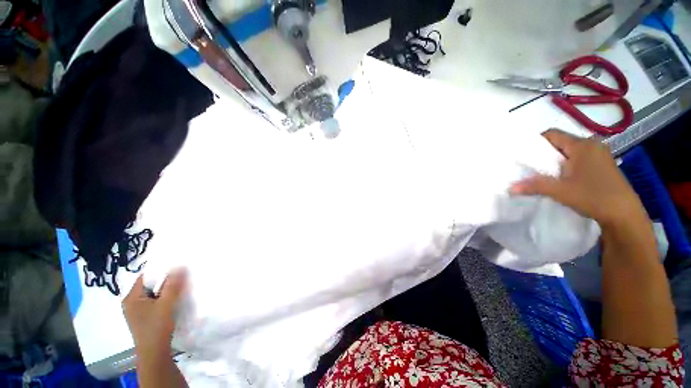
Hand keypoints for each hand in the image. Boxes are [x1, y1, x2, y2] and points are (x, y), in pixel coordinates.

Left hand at [122, 271, 186, 356]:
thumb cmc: (156, 327)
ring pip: (153, 294)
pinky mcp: (145, 317)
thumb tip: (180, 265)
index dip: (161, 270)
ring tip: (181, 285)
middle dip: (165, 280)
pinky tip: (175, 299)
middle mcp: (131, 302)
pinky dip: (164, 298)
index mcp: (131, 297)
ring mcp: (137, 310)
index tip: (177, 267)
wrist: (154, 353)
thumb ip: (172, 285)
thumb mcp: (166, 304)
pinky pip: (155, 301)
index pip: (145, 277)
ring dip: (166, 290)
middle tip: (182, 275)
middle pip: (150, 285)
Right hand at [510, 129, 646, 227]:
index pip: (553, 134)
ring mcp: (600, 155)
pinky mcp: (603, 165)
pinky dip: (567, 165)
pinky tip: (563, 178)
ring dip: (556, 161)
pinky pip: (580, 159)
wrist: (624, 214)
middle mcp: (592, 145)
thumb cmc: (593, 196)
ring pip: (570, 152)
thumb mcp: (560, 191)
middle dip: (545, 153)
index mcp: (582, 145)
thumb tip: (510, 187)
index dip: (536, 142)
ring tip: (545, 173)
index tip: (524, 155)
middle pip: (561, 142)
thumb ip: (534, 186)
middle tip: (531, 166)